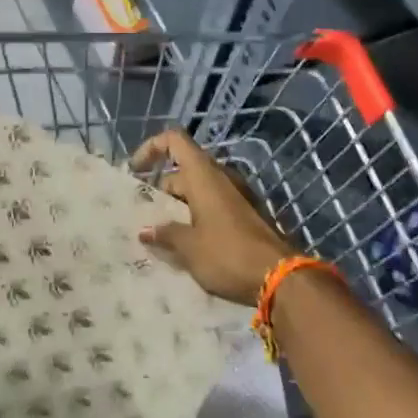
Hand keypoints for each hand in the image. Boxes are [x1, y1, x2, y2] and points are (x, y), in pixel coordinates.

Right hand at [132, 129, 292, 305]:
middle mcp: (221, 177)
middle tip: (145, 215)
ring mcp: (237, 195)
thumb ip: (165, 234)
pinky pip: (214, 205)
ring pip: (199, 190)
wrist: (281, 277)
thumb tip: (145, 230)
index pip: (174, 140)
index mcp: (203, 175)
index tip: (136, 172)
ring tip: (162, 233)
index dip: (151, 148)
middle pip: (184, 169)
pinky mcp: (247, 214)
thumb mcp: (189, 247)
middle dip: (162, 189)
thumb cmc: (228, 254)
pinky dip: (197, 216)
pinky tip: (188, 244)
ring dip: (179, 206)